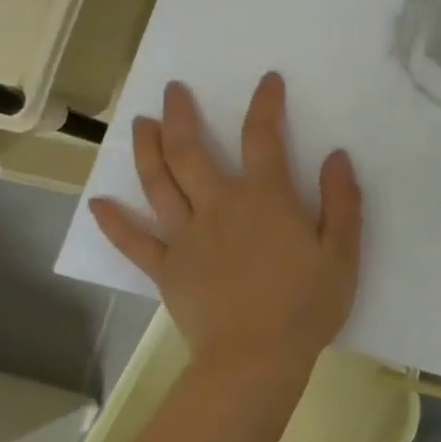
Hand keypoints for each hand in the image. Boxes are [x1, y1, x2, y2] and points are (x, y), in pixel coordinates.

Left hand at [88, 73, 362, 401]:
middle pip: (191, 152)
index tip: (267, 81)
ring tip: (141, 125)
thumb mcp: (342, 252)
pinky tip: (98, 204)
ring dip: (146, 151)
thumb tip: (336, 156)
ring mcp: (186, 237)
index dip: (265, 104)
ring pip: (158, 185)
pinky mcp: (166, 269)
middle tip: (173, 91)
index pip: (263, 137)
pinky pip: (134, 242)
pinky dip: (114, 223)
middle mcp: (219, 206)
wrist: (255, 360)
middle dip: (181, 116)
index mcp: (265, 198)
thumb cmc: (306, 305)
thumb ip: (342, 201)